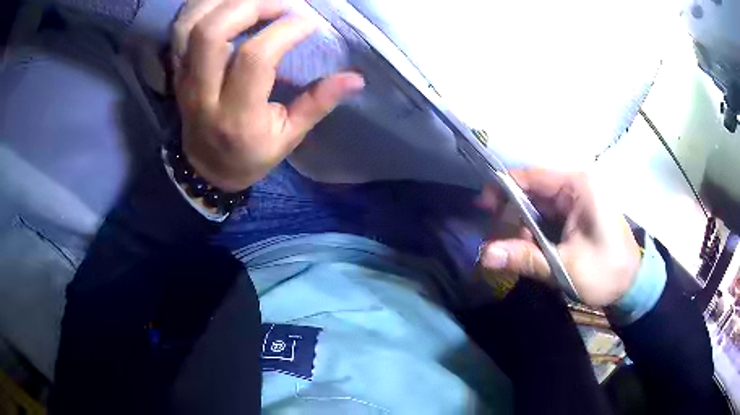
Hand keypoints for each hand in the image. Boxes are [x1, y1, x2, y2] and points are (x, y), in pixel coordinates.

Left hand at [171, 0, 364, 191]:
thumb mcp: (288, 138)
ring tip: (257, 1)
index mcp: (236, 116)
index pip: (254, 58)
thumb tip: (356, 78)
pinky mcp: (178, 70)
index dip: (284, 31)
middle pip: (213, 33)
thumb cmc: (250, 155)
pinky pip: (181, 29)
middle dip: (251, 6)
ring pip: (191, 26)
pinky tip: (229, 4)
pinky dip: (204, 7)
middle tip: (281, 4)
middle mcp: (203, 94)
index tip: (309, 23)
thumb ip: (318, 103)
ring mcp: (185, 79)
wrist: (205, 169)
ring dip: (225, 2)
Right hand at [478, 169, 641, 306]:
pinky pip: (549, 218)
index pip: (531, 176)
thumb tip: (484, 255)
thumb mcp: (565, 266)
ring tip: (518, 252)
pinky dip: (537, 233)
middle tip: (498, 240)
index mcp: (577, 186)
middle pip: (533, 192)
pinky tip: (533, 251)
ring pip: (539, 207)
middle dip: (513, 215)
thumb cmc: (605, 271)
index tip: (482, 208)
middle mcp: (576, 186)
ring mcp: (577, 201)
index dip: (503, 188)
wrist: (633, 285)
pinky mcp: (578, 215)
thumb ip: (525, 258)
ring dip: (525, 228)